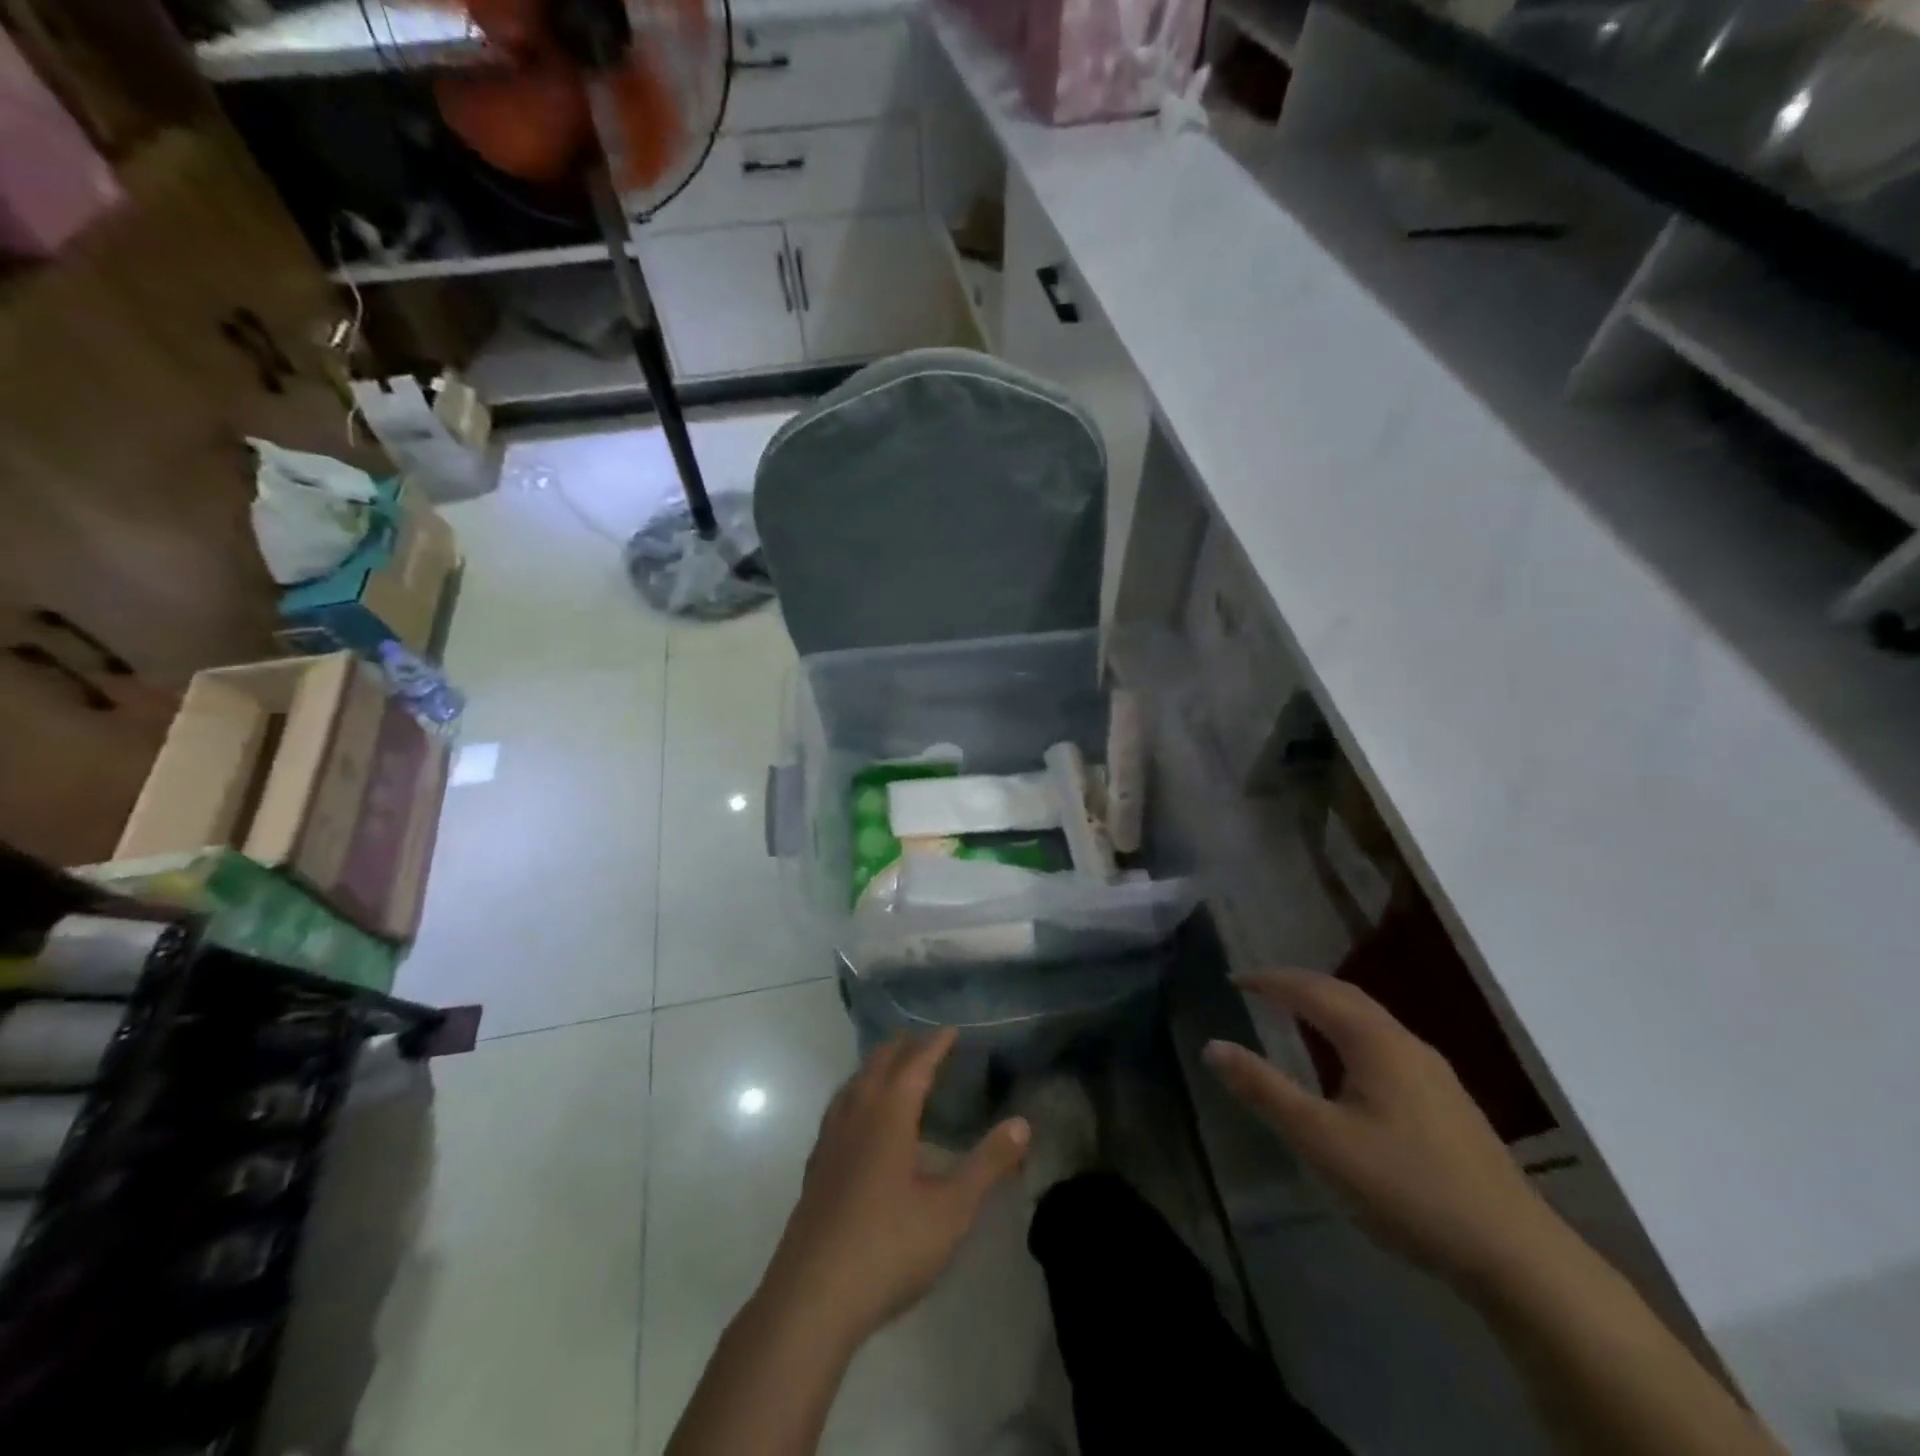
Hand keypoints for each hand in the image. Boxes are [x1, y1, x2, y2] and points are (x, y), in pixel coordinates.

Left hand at [762, 1029, 1030, 1346]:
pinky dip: (856, 1095)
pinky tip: (861, 1121)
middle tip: (926, 1042)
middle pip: (879, 1065)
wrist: (812, 1298)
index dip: (935, 1044)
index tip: (951, 1030)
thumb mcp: (951, 1209)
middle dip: (903, 1047)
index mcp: (889, 1115)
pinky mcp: (816, 1168)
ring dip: (876, 1068)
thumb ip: (988, 1164)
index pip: (915, 1064)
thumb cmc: (889, 1246)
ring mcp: (830, 1141)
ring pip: (854, 1084)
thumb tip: (1022, 1123)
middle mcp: (857, 1115)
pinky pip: (839, 1109)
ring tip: (893, 1068)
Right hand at [1205, 970, 1556, 1287]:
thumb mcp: (1321, 1140)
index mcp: (1375, 1042)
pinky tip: (1347, 1065)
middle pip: (1346, 996)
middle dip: (1299, 985)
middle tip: (1259, 989)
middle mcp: (1406, 1044)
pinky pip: (1385, 1044)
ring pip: (1370, 1020)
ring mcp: (1434, 1073)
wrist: (1516, 1255)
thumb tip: (1213, 1046)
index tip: (1235, 980)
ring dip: (1327, 1007)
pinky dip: (1349, 1032)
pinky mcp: (1448, 1104)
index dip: (1271, 981)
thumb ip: (1265, 1090)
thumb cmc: (1407, 1187)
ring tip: (1294, 1015)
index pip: (1313, 991)